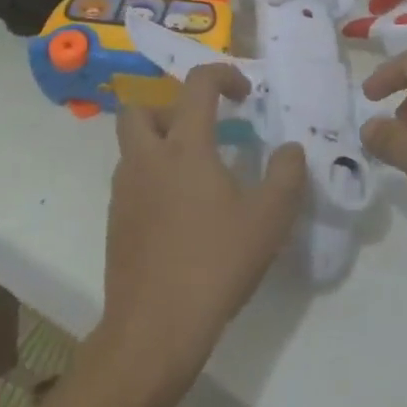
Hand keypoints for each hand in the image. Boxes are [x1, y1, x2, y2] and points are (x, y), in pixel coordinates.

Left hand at [95, 66, 306, 404]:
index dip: (224, 75)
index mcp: (184, 147)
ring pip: (133, 147)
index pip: (197, 84)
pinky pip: (132, 182)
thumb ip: (287, 174)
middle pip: (139, 109)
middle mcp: (146, 160)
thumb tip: (290, 149)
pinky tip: (183, 216)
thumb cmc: (215, 264)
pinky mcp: (116, 224)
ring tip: (200, 177)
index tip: (245, 94)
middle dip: (170, 108)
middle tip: (203, 132)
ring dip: (162, 146)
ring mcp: (124, 193)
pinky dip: (154, 180)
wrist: (153, 331)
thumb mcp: (269, 218)